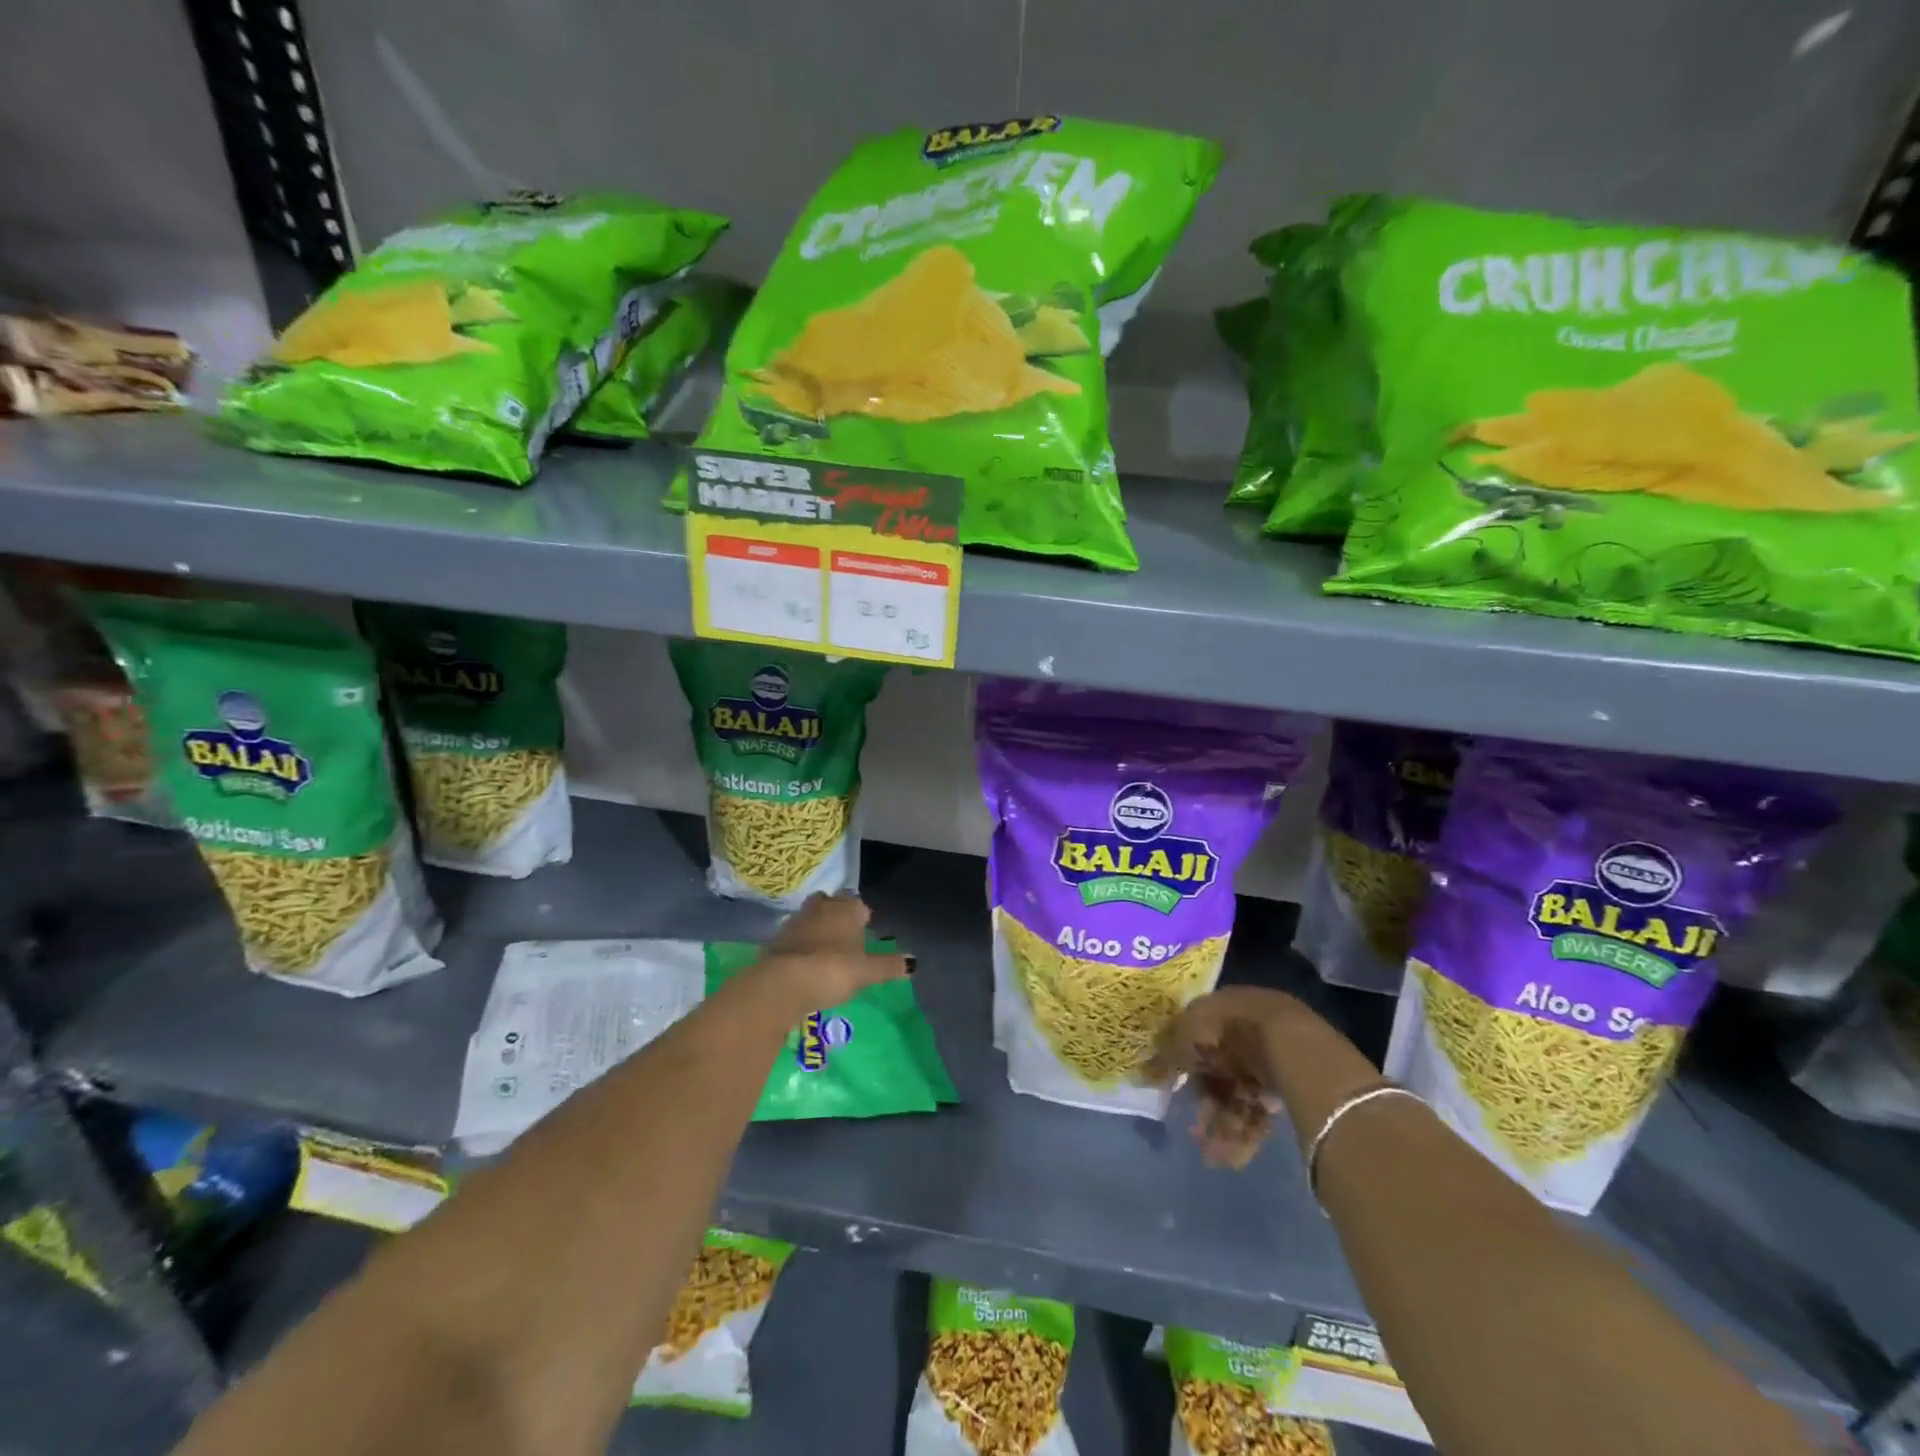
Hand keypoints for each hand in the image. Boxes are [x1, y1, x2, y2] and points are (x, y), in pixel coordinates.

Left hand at [754, 892, 908, 1009]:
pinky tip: (804, 962)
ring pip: (811, 917)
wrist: (782, 983)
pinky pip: (794, 936)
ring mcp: (796, 921)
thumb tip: (914, 962)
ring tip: (825, 951)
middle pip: (831, 903)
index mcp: (846, 909)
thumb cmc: (832, 970)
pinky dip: (800, 944)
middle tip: (844, 937)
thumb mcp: (866, 972)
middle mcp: (821, 907)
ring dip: (817, 928)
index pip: (858, 904)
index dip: (862, 917)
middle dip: (837, 914)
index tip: (865, 932)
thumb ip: (889, 966)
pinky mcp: (776, 939)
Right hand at [1149, 987, 1303, 1169]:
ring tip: (1215, 1157)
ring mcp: (1269, 1057)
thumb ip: (1165, 1057)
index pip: (1196, 1037)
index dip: (1184, 1067)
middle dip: (1206, 1105)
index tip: (1173, 1092)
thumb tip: (1144, 1073)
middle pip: (1219, 1072)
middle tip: (1195, 1133)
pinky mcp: (1290, 1085)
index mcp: (1219, 1009)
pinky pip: (1261, 1109)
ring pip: (1239, 1095)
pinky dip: (1247, 1132)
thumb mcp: (1183, 1040)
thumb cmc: (1226, 1032)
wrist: (1288, 1043)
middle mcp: (1244, 1030)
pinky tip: (1236, 1156)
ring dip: (1224, 1126)